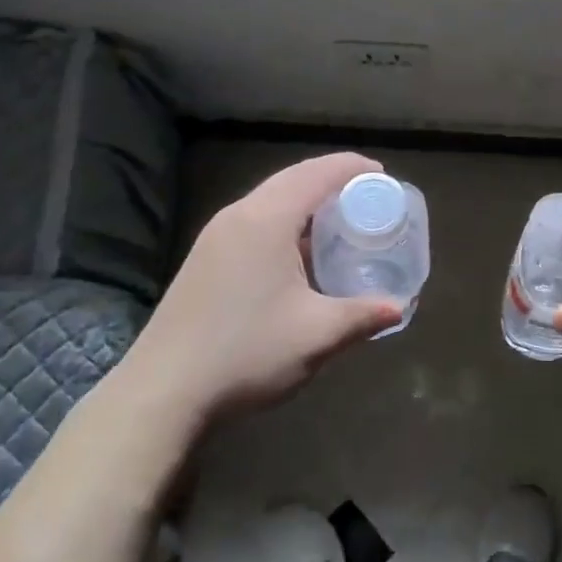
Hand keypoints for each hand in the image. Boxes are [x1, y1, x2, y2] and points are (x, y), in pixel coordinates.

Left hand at [122, 153, 401, 423]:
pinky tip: (301, 253)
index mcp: (266, 220)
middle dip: (333, 180)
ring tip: (340, 221)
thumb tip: (398, 308)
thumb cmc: (246, 353)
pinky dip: (286, 221)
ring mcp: (216, 236)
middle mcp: (238, 216)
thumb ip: (362, 316)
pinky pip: (255, 220)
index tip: (384, 176)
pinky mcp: (205, 258)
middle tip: (368, 197)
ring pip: (271, 199)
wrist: (162, 392)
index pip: (317, 174)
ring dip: (307, 201)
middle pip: (293, 179)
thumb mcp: (316, 335)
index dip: (352, 168)